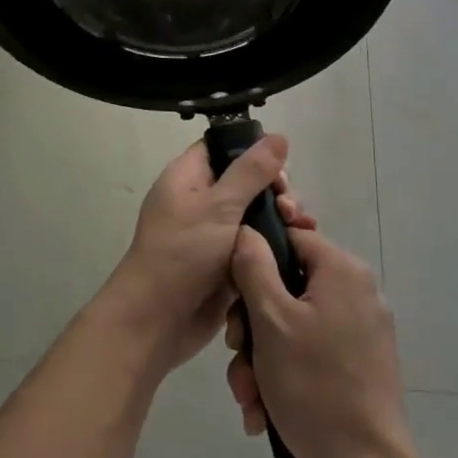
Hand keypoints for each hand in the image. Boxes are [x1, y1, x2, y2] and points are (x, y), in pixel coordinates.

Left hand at [96, 134, 291, 374]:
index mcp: (188, 177)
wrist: (156, 321)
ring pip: (255, 214)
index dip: (252, 150)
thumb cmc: (182, 253)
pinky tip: (299, 247)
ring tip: (301, 228)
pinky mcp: (227, 263)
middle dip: (274, 189)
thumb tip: (278, 136)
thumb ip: (251, 172)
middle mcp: (200, 200)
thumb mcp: (218, 206)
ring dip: (280, 218)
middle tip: (288, 206)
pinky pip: (255, 244)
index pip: (222, 147)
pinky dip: (275, 244)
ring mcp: (214, 233)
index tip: (279, 166)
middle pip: (246, 181)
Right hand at [226, 224, 415, 457]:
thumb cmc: (314, 385)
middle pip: (287, 287)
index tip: (233, 294)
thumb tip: (248, 231)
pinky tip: (262, 412)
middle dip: (252, 326)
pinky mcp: (358, 368)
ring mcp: (360, 333)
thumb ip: (254, 267)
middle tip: (237, 353)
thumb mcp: (271, 320)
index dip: (255, 258)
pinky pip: (309, 355)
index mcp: (343, 271)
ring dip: (260, 359)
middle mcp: (357, 293)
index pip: (291, 237)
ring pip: (292, 327)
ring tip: (249, 397)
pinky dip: (283, 377)